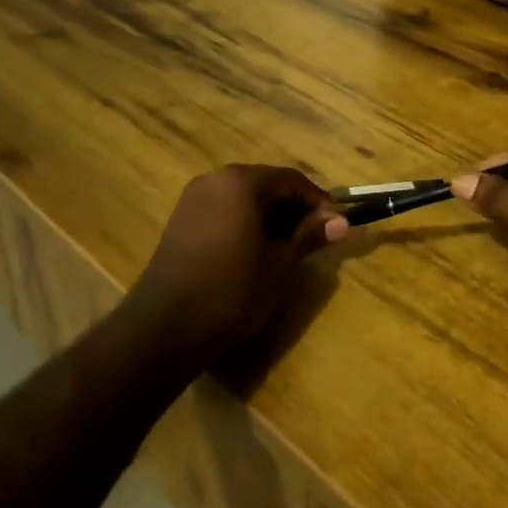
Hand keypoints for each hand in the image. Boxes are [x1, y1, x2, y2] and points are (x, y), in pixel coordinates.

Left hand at [126, 165, 348, 357]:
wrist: (166, 327)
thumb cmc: (233, 290)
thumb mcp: (281, 264)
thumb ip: (310, 236)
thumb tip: (341, 222)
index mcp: (241, 182)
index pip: (291, 180)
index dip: (318, 201)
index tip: (336, 225)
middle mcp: (214, 180)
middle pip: (266, 185)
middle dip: (294, 208)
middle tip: (315, 237)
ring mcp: (193, 200)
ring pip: (244, 199)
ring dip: (270, 217)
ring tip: (288, 248)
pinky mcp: (180, 222)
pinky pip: (224, 212)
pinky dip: (245, 224)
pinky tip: (256, 252)